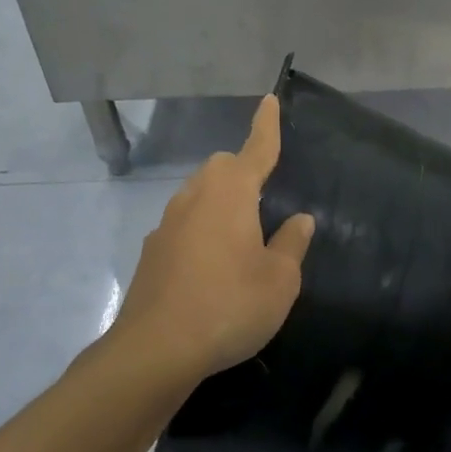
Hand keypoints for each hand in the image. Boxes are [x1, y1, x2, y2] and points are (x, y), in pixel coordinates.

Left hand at [113, 95, 314, 379]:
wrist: (156, 350)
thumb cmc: (229, 306)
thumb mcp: (279, 280)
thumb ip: (291, 244)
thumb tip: (299, 220)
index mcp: (231, 194)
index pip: (255, 149)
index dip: (266, 126)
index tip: (269, 100)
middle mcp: (194, 198)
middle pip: (221, 168)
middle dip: (243, 171)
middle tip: (264, 200)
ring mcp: (166, 225)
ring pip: (198, 196)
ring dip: (220, 203)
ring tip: (241, 240)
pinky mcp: (151, 253)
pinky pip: (183, 226)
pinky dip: (200, 232)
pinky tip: (210, 269)